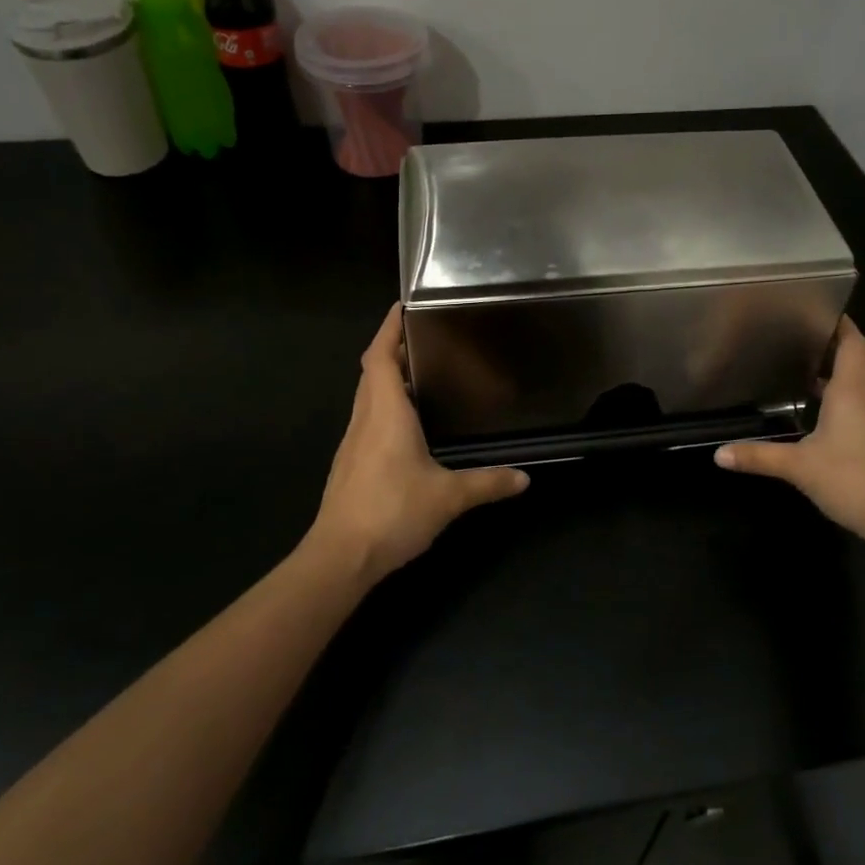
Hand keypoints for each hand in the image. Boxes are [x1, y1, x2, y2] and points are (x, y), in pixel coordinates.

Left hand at [306, 303, 528, 584]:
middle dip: (392, 348)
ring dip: (387, 377)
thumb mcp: (448, 497)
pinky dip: (384, 405)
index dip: (388, 329)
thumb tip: (525, 478)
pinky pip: (368, 419)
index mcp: (385, 413)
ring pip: (368, 396)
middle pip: (372, 371)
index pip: (380, 357)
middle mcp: (365, 419)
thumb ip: (487, 483)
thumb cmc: (392, 512)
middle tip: (423, 335)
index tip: (401, 306)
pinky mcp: (350, 464)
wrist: (340, 558)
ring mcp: (353, 443)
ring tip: (421, 371)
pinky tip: (407, 423)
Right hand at [715, 316, 864, 550]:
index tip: (818, 308)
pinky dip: (843, 399)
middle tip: (796, 338)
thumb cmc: (854, 479)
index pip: (854, 342)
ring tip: (802, 370)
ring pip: (859, 384)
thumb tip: (718, 455)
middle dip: (830, 346)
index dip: (841, 323)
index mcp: (852, 389)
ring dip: (836, 374)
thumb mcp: (799, 467)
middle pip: (855, 359)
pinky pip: (862, 406)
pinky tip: (820, 414)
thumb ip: (759, 456)